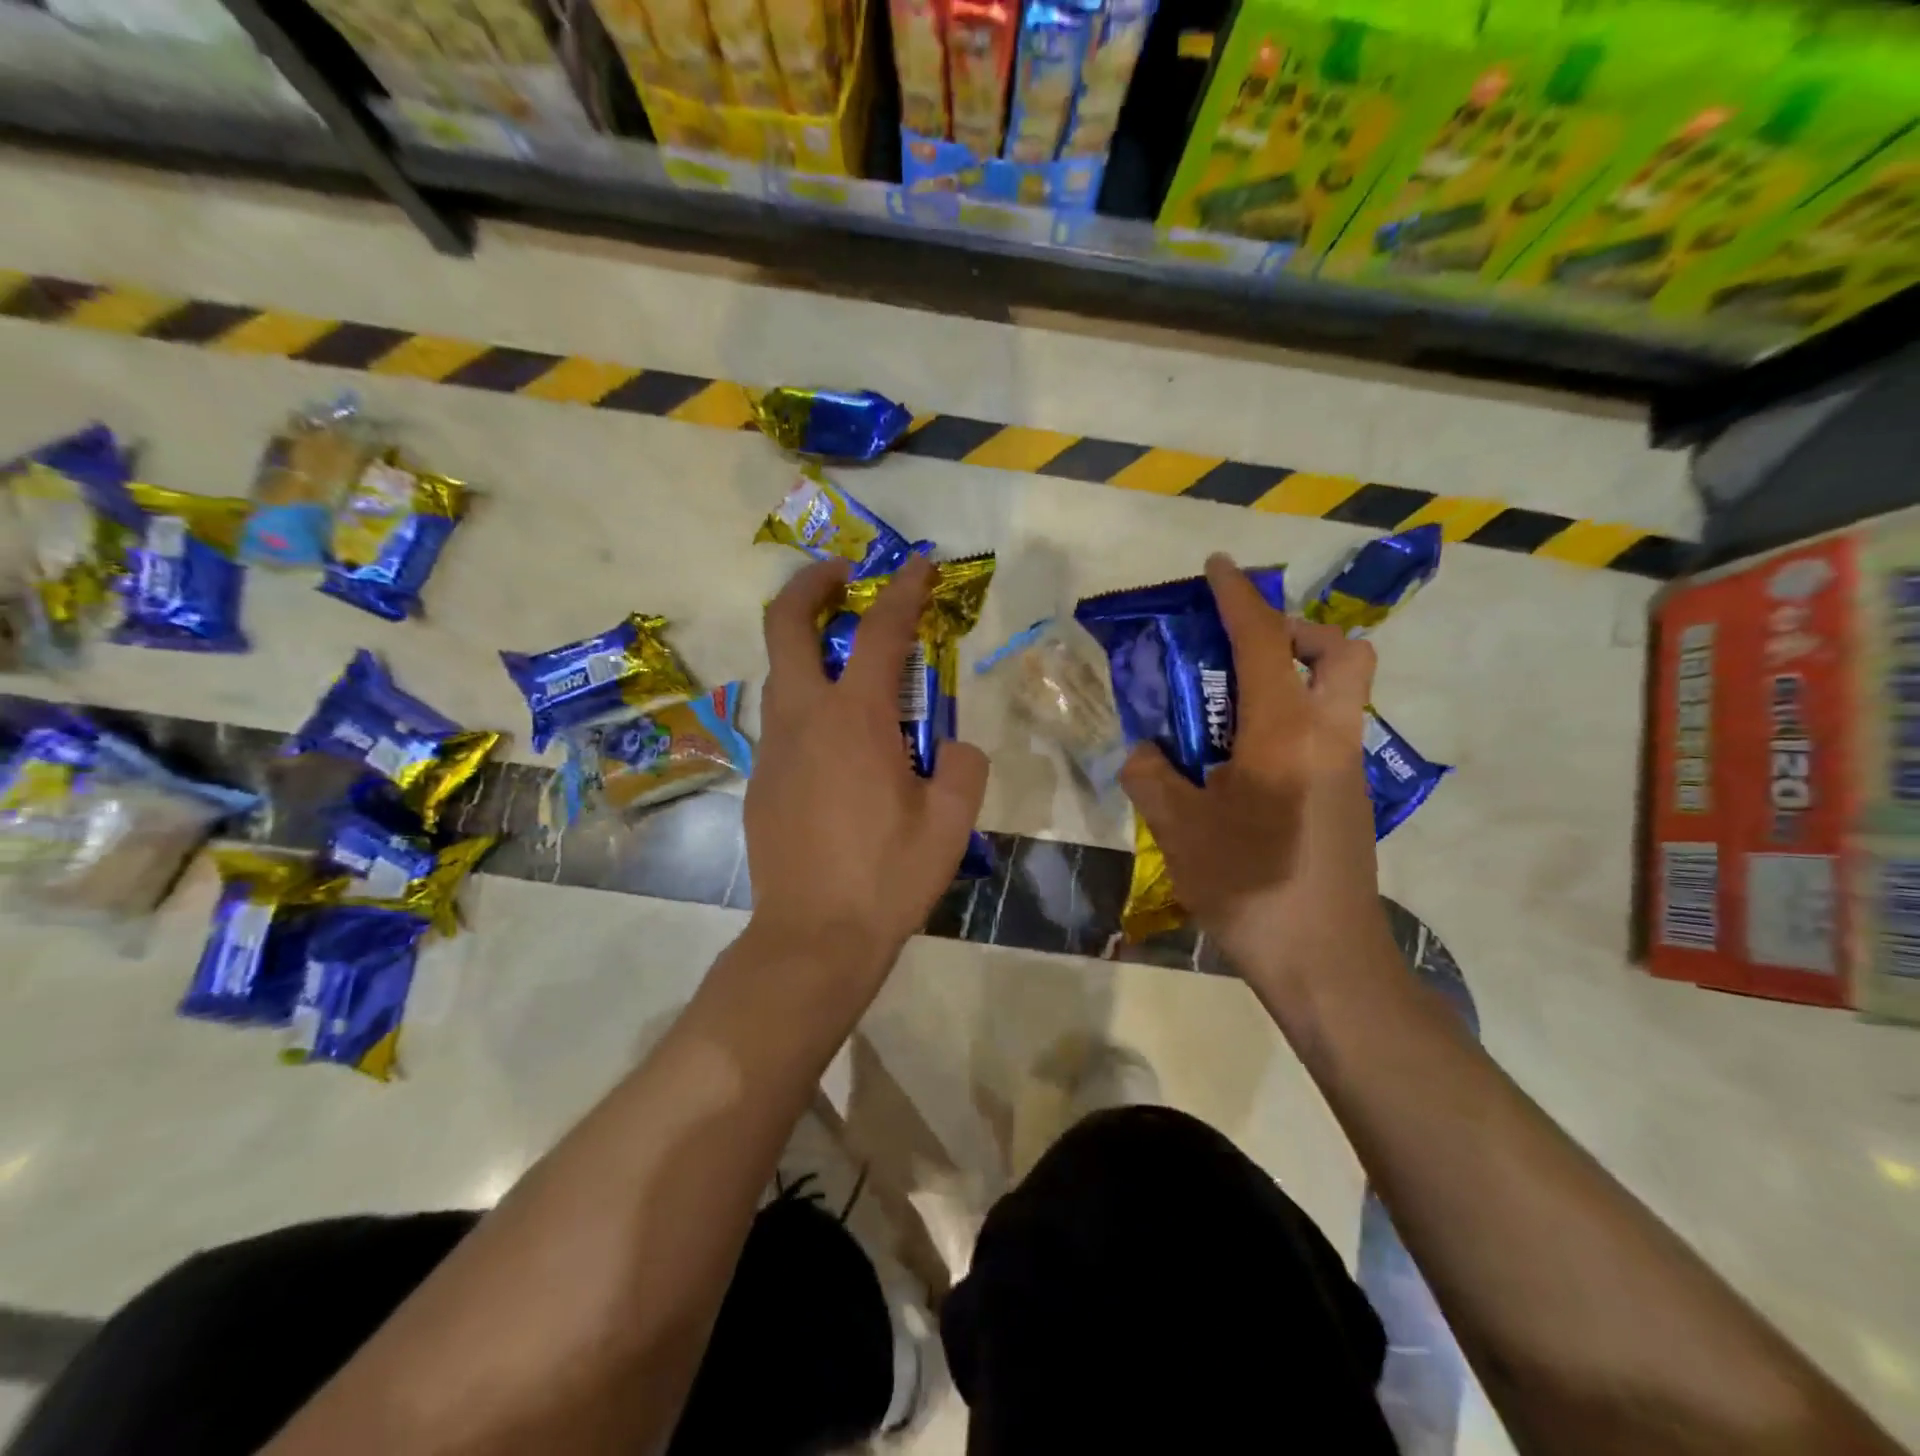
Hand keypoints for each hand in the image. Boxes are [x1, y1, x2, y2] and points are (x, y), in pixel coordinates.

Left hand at [747, 555, 989, 976]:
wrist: (813, 937)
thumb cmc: (888, 876)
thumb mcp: (951, 821)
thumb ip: (962, 766)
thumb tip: (952, 747)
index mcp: (855, 719)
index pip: (881, 632)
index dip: (903, 590)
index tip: (917, 564)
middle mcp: (804, 718)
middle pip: (787, 626)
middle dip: (812, 586)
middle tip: (842, 574)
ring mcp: (773, 749)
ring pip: (780, 673)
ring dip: (808, 647)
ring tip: (848, 660)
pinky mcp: (760, 781)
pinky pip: (783, 722)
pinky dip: (808, 704)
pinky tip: (839, 743)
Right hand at [1120, 553, 1387, 987]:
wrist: (1325, 961)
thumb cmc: (1249, 886)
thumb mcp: (1178, 829)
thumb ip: (1152, 775)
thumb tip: (1146, 751)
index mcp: (1284, 732)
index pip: (1263, 642)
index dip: (1238, 596)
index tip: (1217, 567)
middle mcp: (1328, 736)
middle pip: (1342, 652)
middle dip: (1298, 632)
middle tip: (1247, 649)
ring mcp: (1349, 768)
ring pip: (1343, 692)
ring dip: (1300, 675)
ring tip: (1236, 708)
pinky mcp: (1352, 798)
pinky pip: (1331, 731)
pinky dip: (1297, 719)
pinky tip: (1248, 764)